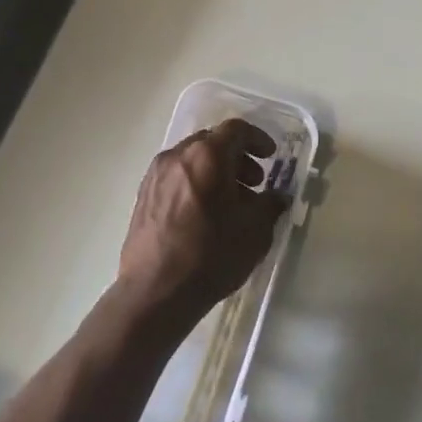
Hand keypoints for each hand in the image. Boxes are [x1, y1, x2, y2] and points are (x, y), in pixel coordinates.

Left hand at [117, 118, 286, 324]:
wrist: (155, 292)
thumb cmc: (211, 255)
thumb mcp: (255, 231)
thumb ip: (271, 205)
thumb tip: (278, 196)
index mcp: (207, 156)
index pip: (235, 129)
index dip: (257, 139)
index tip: (270, 157)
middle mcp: (177, 156)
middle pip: (212, 142)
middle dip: (237, 157)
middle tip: (254, 182)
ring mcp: (156, 175)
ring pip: (192, 160)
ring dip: (216, 171)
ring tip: (231, 203)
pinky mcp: (143, 196)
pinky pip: (176, 177)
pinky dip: (196, 183)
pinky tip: (205, 215)